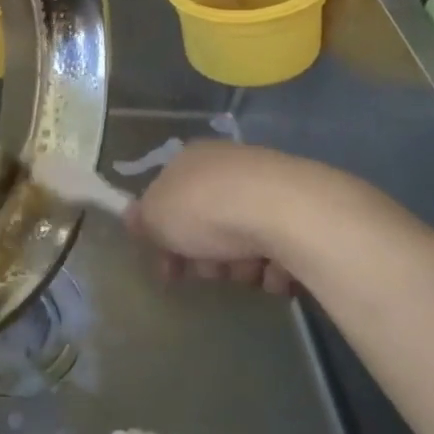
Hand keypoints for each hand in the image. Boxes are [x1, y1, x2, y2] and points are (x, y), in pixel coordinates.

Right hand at [125, 141, 305, 295]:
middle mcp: (227, 166)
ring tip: (247, 272)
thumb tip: (132, 218)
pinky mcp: (301, 211)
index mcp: (189, 160)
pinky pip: (280, 247)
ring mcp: (267, 186)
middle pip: (206, 220)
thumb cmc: (206, 209)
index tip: (167, 270)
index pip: (168, 198)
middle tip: (209, 272)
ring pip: (243, 237)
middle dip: (204, 255)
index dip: (163, 237)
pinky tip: (274, 273)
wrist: (283, 211)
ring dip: (240, 265)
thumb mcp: (156, 216)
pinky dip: (275, 266)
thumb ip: (142, 220)